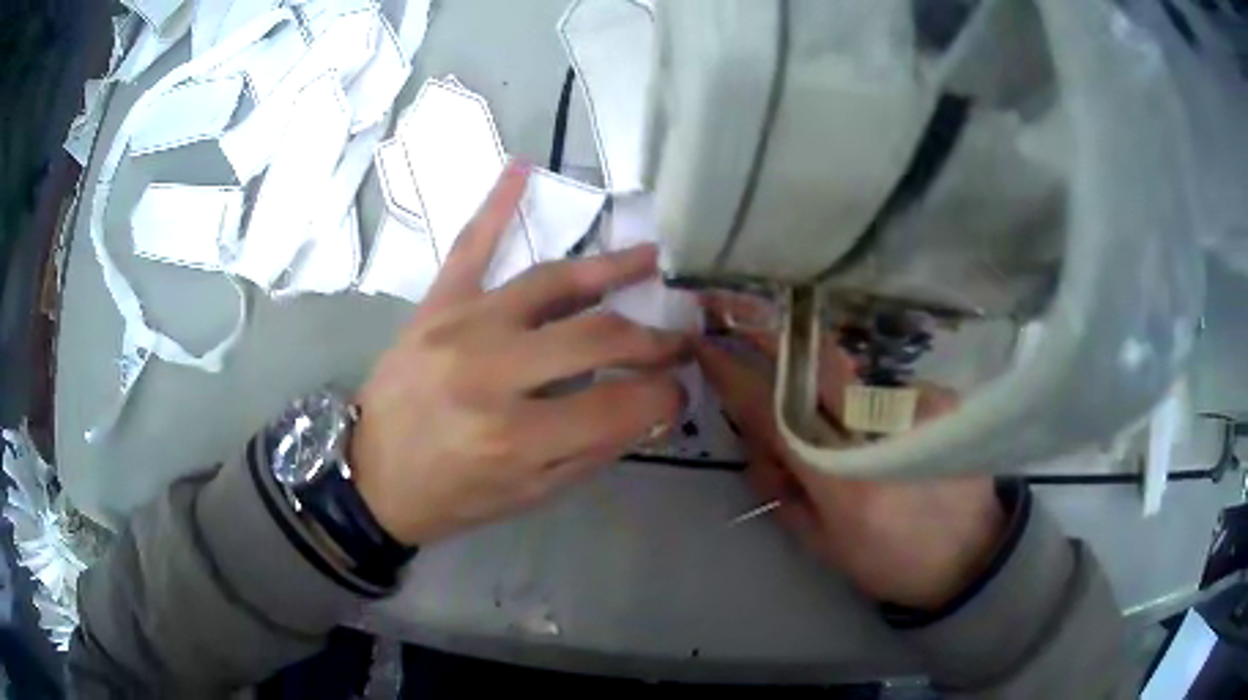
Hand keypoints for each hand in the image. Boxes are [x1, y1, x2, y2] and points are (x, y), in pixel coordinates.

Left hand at [352, 164, 687, 545]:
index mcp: (516, 437)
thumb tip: (647, 409)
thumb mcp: (528, 495)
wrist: (369, 476)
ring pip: (551, 282)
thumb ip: (592, 451)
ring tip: (650, 257)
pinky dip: (496, 205)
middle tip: (678, 337)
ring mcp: (460, 328)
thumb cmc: (451, 497)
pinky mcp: (435, 306)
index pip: (621, 406)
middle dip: (652, 339)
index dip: (664, 398)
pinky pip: (470, 246)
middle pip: (597, 336)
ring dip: (609, 267)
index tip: (678, 393)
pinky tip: (523, 168)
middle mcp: (491, 374)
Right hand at [697, 294, 1004, 610]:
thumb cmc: (889, 560)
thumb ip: (781, 488)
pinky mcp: (941, 396)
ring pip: (848, 373)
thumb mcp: (822, 542)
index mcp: (842, 477)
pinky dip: (867, 400)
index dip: (734, 373)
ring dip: (822, 380)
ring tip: (829, 417)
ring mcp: (915, 404)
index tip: (705, 345)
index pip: (774, 410)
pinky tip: (879, 428)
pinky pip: (883, 386)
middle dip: (769, 333)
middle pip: (814, 361)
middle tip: (739, 318)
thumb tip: (757, 440)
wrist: (971, 553)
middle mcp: (879, 428)